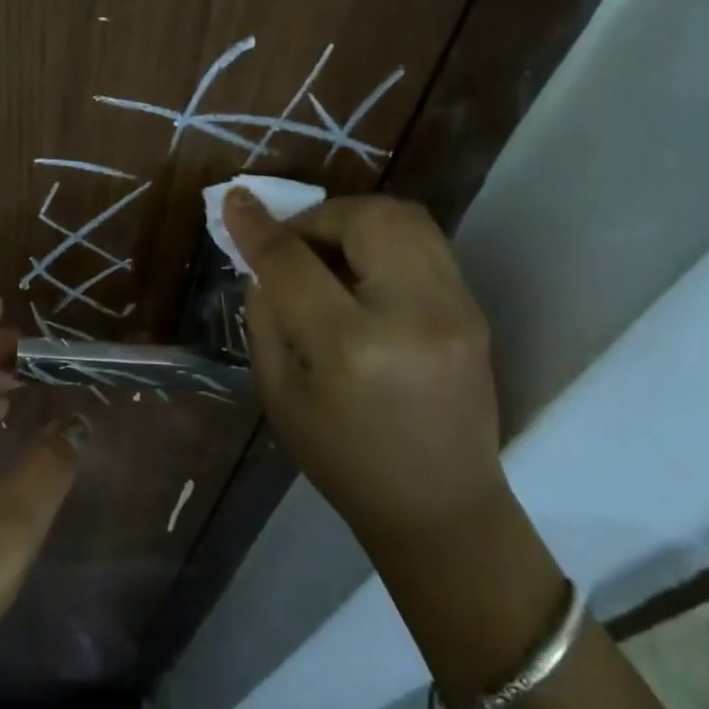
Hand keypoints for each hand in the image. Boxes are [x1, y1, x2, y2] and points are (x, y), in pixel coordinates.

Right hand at [223, 191, 504, 539]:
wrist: (441, 507)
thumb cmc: (343, 461)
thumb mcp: (279, 394)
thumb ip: (266, 319)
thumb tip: (263, 264)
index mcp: (351, 347)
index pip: (294, 262)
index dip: (258, 226)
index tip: (234, 201)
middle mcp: (413, 314)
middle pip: (365, 217)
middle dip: (318, 216)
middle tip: (293, 242)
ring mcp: (456, 308)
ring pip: (404, 217)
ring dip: (354, 220)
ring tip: (328, 252)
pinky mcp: (474, 309)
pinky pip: (424, 242)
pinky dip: (383, 239)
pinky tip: (362, 274)